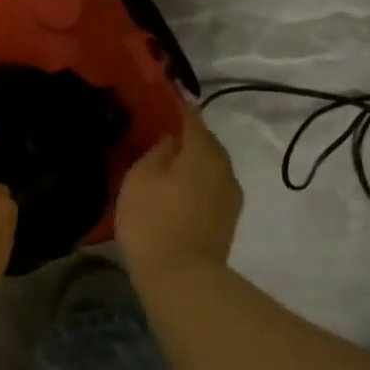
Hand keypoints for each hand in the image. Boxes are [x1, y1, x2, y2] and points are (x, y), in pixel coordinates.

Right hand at [115, 100, 243, 280]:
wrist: (182, 279)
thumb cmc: (154, 221)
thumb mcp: (140, 178)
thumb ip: (156, 150)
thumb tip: (169, 139)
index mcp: (203, 151)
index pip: (190, 115)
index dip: (175, 102)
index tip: (162, 90)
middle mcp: (224, 167)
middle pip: (204, 141)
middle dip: (184, 133)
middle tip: (157, 129)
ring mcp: (229, 195)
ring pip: (208, 164)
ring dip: (190, 158)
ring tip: (164, 159)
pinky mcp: (226, 218)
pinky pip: (208, 185)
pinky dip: (193, 179)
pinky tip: (174, 186)